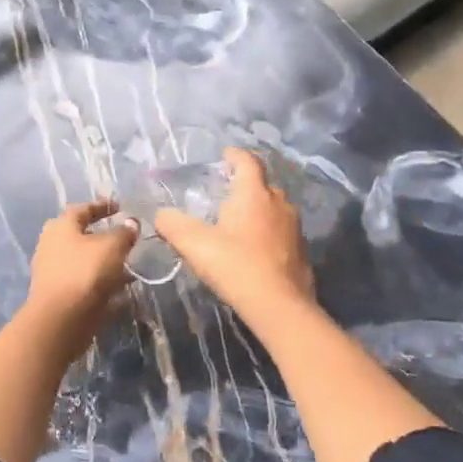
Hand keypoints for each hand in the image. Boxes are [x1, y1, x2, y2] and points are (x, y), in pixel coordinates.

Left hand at [22, 199, 138, 354]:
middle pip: (80, 235)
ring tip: (127, 265)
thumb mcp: (112, 247)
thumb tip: (131, 223)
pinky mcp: (58, 294)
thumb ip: (124, 233)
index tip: (120, 207)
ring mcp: (52, 271)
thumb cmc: (85, 272)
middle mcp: (51, 245)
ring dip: (103, 261)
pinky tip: (119, 288)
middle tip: (123, 237)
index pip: (82, 209)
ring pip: (83, 260)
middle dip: (102, 236)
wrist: (61, 319)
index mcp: (61, 226)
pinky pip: (83, 281)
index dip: (102, 206)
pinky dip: (100, 281)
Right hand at [156, 148, 313, 319]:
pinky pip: (281, 232)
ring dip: (257, 211)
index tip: (224, 155)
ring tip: (237, 223)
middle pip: (262, 185)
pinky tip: (254, 250)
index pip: (247, 162)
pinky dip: (267, 233)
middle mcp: (279, 203)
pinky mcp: (301, 250)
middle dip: (244, 186)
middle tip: (224, 195)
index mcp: (254, 194)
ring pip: (273, 209)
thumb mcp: (194, 244)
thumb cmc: (236, 266)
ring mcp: (294, 227)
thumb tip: (161, 215)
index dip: (235, 155)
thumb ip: (173, 225)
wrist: (280, 305)